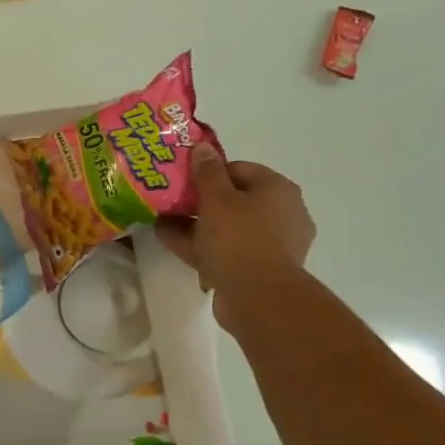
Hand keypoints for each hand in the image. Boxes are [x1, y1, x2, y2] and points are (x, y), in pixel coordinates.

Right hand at [157, 145, 315, 330]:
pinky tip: (171, 243)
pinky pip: (227, 251)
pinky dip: (202, 246)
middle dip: (200, 202)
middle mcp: (282, 214)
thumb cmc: (239, 238)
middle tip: (170, 202)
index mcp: (278, 189)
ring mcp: (272, 245)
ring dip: (196, 226)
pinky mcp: (259, 270)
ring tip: (162, 223)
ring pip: (228, 228)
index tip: (183, 180)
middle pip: (234, 200)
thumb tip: (203, 147)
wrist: (258, 298)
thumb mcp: (216, 198)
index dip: (208, 172)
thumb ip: (207, 171)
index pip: (239, 169)